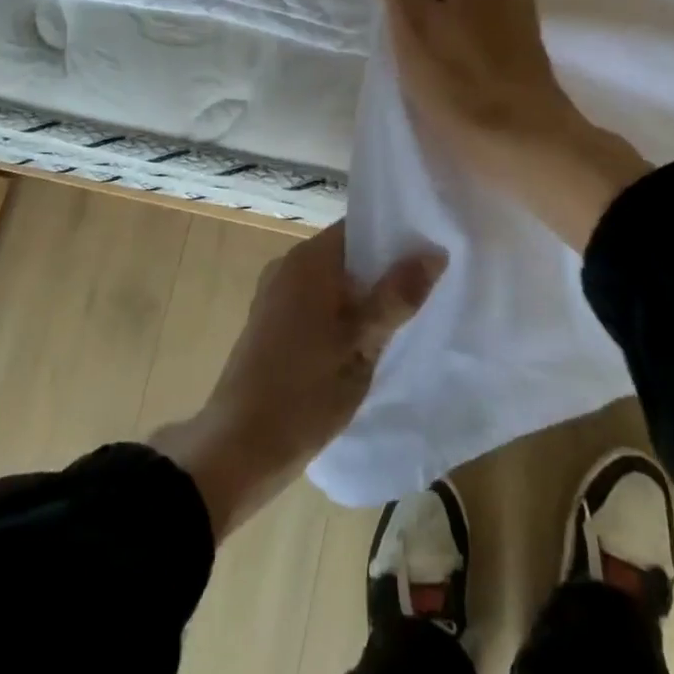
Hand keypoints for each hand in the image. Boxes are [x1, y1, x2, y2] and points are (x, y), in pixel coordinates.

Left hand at [150, 222, 443, 538]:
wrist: (239, 447)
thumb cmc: (304, 390)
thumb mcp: (362, 344)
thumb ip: (397, 296)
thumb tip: (434, 252)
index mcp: (309, 259)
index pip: (359, 227)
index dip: (395, 236)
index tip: (428, 252)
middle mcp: (289, 265)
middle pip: (347, 253)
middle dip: (383, 270)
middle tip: (425, 290)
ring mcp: (276, 294)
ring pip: (332, 281)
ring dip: (364, 295)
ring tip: (403, 317)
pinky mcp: (271, 323)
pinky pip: (316, 302)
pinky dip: (341, 313)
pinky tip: (366, 341)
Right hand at [379, 0, 651, 249]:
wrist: (524, 140)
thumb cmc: (458, 79)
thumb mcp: (411, 25)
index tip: (389, 0)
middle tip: (400, 29)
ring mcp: (517, 4)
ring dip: (437, 14)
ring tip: (422, 52)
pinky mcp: (522, 37)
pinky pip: (477, 19)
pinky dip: (458, 33)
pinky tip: (448, 64)